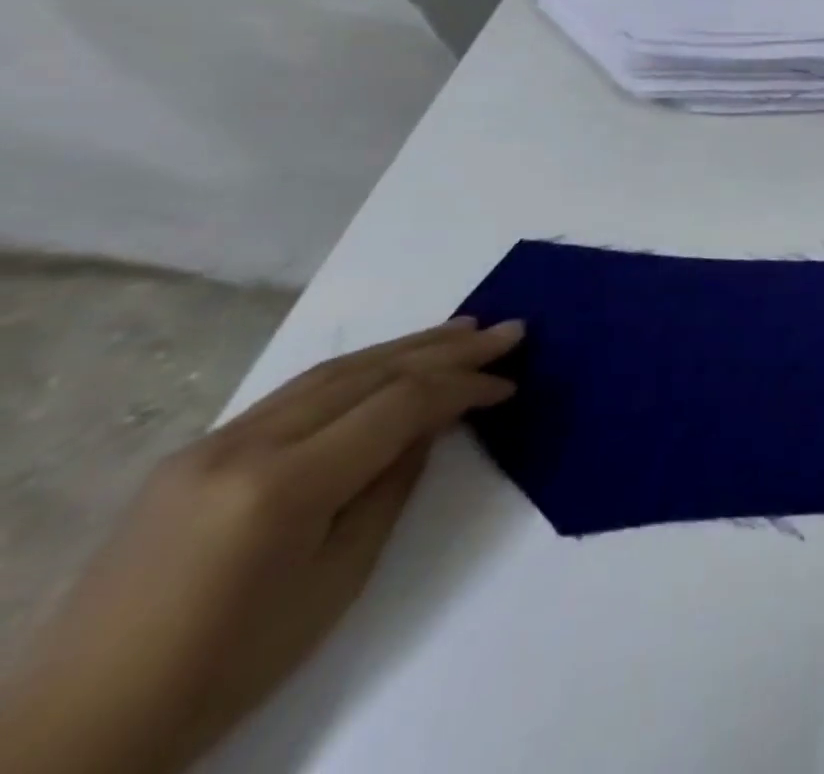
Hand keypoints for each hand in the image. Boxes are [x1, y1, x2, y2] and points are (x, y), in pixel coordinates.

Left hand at [0, 317, 522, 773]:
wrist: (78, 728)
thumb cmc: (228, 666)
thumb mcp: (337, 580)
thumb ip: (391, 486)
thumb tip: (432, 424)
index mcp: (284, 486)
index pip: (400, 405)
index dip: (464, 387)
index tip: (511, 384)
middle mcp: (246, 445)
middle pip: (369, 373)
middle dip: (448, 347)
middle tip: (509, 330)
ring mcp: (212, 442)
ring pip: (333, 371)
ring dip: (406, 347)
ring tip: (463, 329)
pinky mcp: (195, 451)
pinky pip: (296, 393)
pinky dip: (358, 370)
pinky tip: (390, 364)